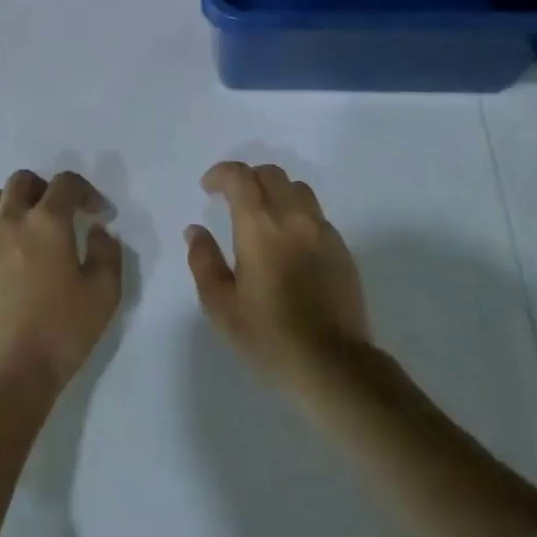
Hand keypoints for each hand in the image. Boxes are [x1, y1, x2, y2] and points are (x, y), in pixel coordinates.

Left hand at [0, 170, 122, 388]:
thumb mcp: (104, 294)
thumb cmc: (60, 332)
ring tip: (30, 228)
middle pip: (23, 181)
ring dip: (16, 202)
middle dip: (46, 189)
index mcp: (47, 222)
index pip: (66, 184)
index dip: (86, 192)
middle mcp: (10, 220)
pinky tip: (10, 257)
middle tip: (62, 214)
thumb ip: (108, 252)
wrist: (5, 373)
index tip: (98, 214)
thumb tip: (99, 231)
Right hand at [186, 162, 370, 384]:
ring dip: (274, 191)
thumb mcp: (221, 305)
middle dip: (247, 178)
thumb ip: (204, 261)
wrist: (332, 362)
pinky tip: (289, 241)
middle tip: (231, 199)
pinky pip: (315, 214)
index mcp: (260, 225)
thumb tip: (195, 231)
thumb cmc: (269, 335)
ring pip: (297, 188)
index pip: (240, 176)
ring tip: (262, 215)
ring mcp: (322, 230)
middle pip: (270, 174)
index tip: (208, 188)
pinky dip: (296, 213)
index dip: (221, 174)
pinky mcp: (341, 248)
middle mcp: (293, 217)